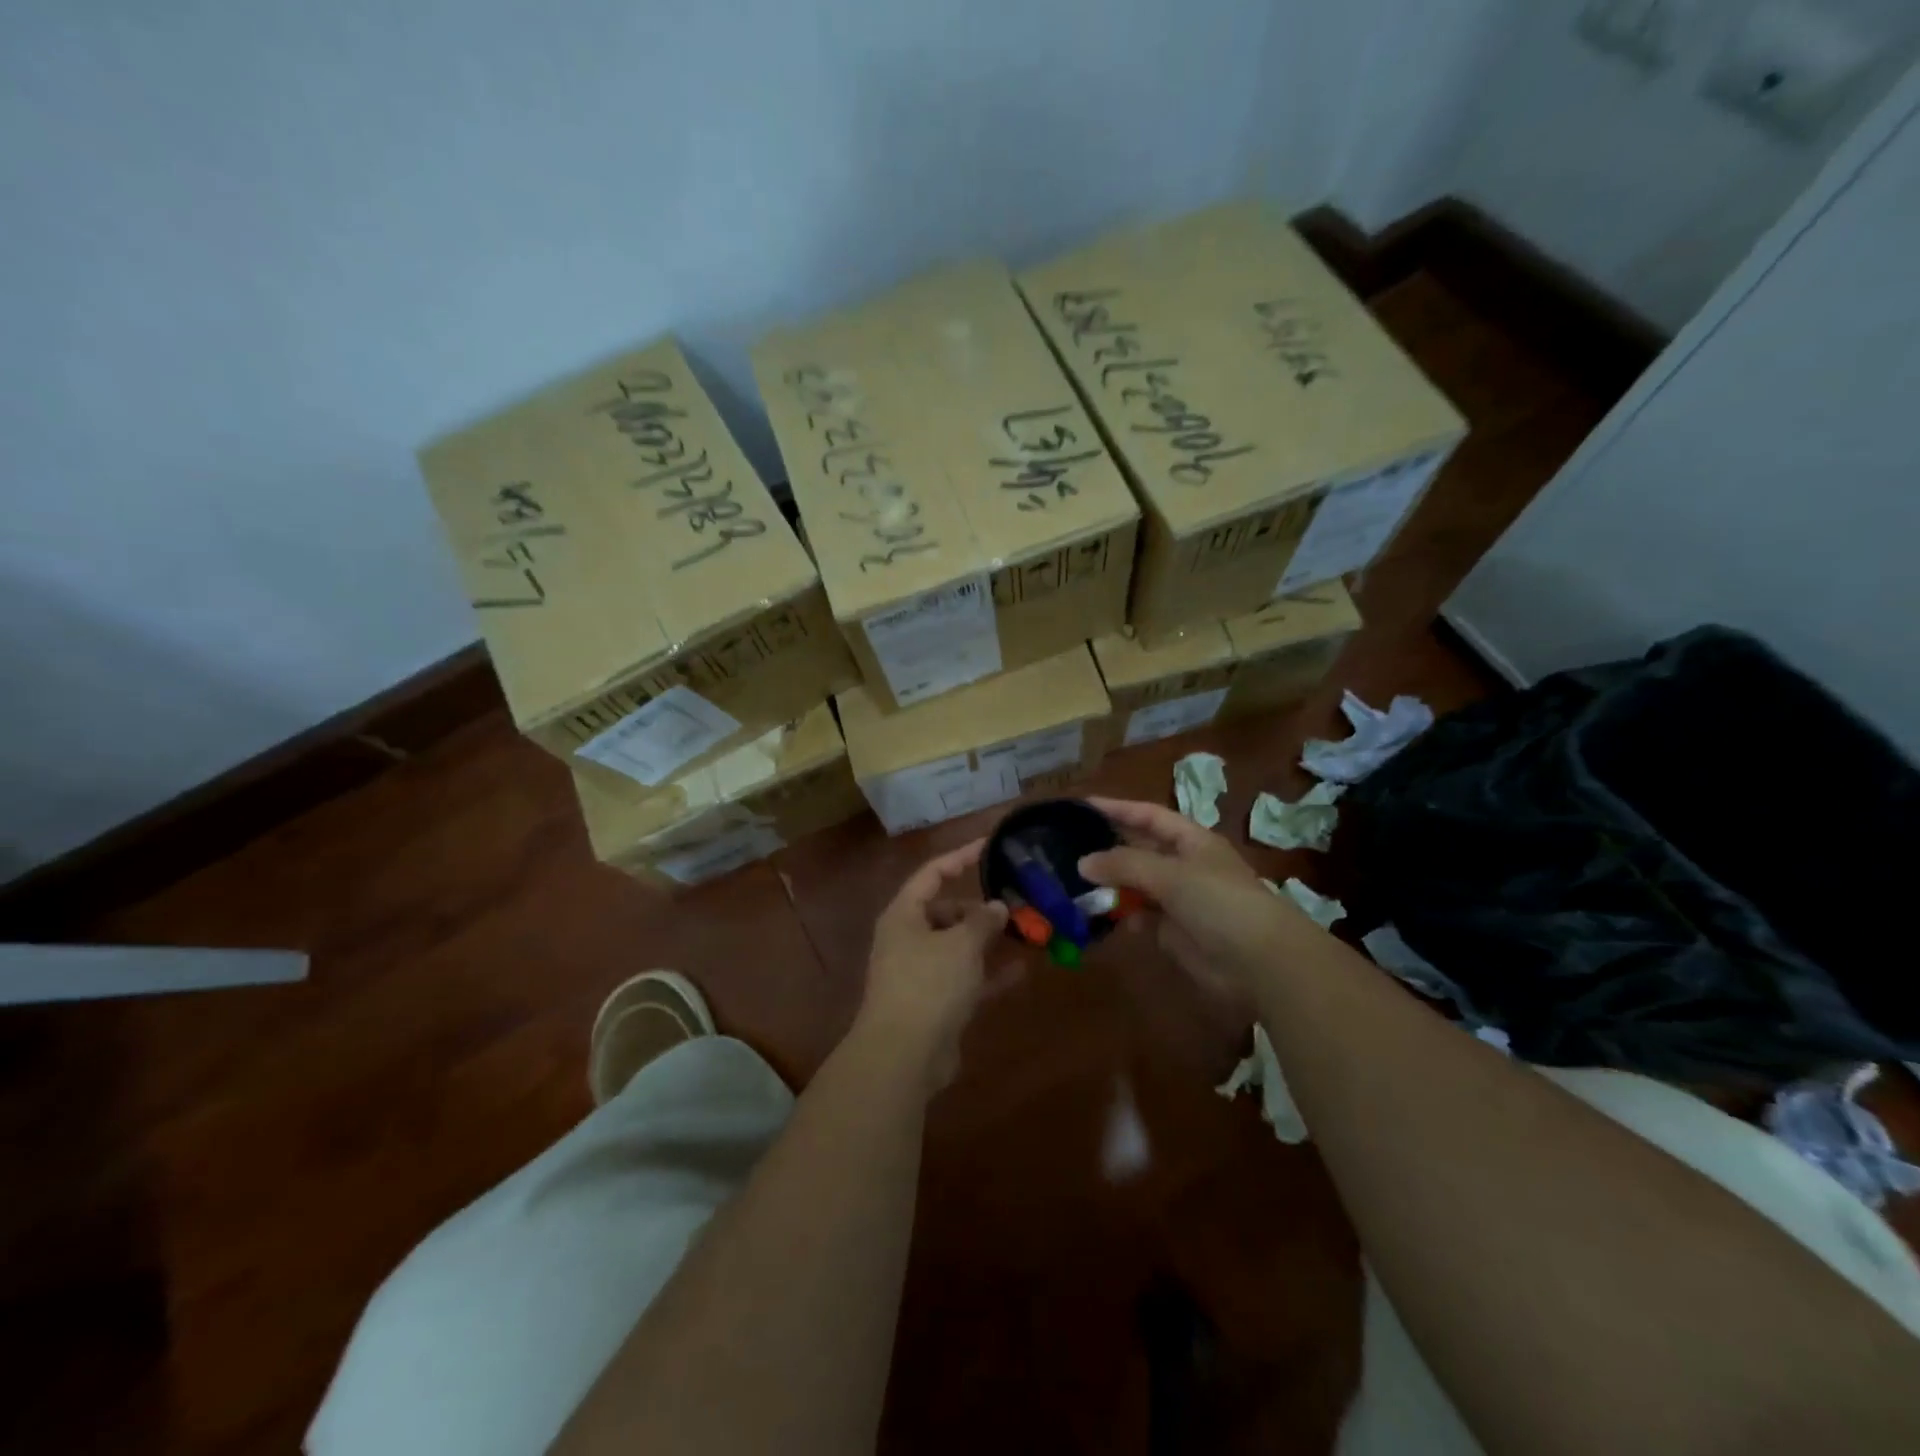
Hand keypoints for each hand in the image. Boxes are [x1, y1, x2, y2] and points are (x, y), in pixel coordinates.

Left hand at [858, 838, 1010, 1090]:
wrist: (904, 1056)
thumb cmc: (929, 985)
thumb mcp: (961, 944)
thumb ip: (983, 921)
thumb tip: (998, 907)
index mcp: (904, 914)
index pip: (933, 873)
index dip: (961, 857)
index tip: (991, 845)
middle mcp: (908, 938)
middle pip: (946, 910)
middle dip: (980, 908)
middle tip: (1016, 904)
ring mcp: (920, 972)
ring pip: (958, 946)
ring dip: (988, 941)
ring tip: (1025, 931)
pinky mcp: (935, 1002)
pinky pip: (966, 978)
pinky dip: (989, 973)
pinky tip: (1022, 970)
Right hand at [1079, 797, 1307, 995]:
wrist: (1260, 962)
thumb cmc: (1219, 902)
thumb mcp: (1170, 874)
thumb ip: (1124, 864)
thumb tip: (1082, 862)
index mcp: (1191, 840)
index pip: (1148, 816)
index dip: (1117, 809)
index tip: (1082, 806)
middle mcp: (1184, 865)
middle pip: (1139, 849)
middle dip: (1107, 848)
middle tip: (1066, 847)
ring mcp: (1179, 900)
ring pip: (1136, 885)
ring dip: (1109, 884)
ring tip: (1072, 882)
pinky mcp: (1173, 932)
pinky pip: (1140, 917)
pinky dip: (1121, 915)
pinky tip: (1098, 915)